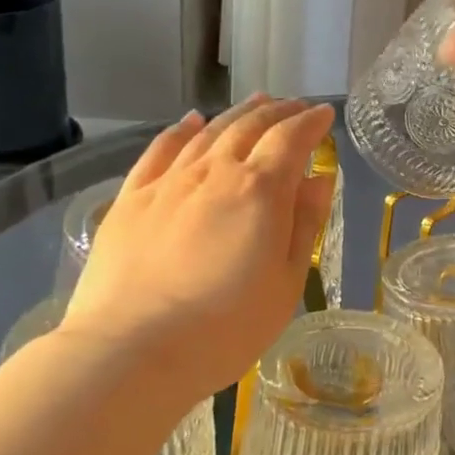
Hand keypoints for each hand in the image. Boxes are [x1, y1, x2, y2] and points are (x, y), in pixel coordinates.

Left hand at [57, 98, 336, 406]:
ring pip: (209, 131)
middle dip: (279, 111)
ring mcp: (169, 182)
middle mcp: (215, 172)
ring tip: (257, 102)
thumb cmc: (225, 327)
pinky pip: (160, 149)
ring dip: (238, 113)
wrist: (130, 351)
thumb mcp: (285, 283)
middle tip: (295, 106)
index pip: (291, 139)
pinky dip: (181, 129)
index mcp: (260, 190)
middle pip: (251, 126)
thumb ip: (304, 224)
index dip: (312, 122)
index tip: (324, 115)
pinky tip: (191, 121)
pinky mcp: (131, 199)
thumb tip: (319, 178)